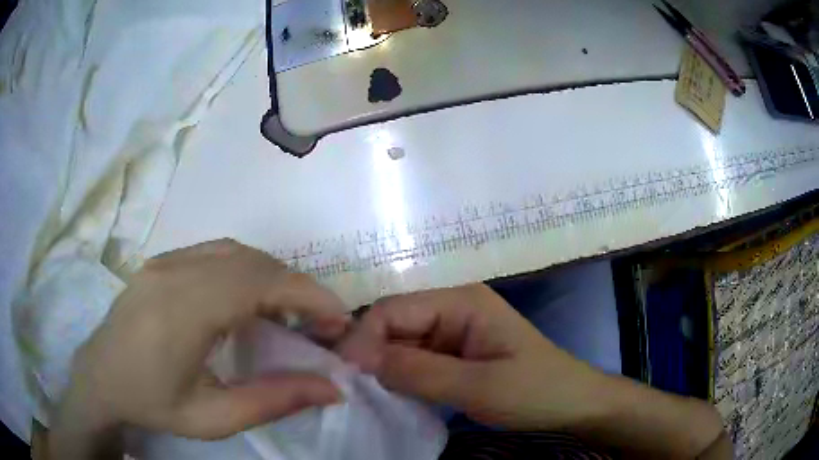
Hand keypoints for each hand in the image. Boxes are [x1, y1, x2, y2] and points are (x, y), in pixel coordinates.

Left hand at [50, 240, 348, 457]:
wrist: (100, 380)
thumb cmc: (153, 404)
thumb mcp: (214, 419)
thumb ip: (274, 401)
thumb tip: (332, 388)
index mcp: (182, 311)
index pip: (258, 283)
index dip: (307, 295)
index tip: (338, 319)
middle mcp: (174, 271)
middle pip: (251, 261)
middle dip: (296, 286)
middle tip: (319, 322)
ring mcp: (164, 260)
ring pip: (234, 251)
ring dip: (271, 275)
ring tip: (288, 311)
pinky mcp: (160, 261)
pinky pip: (213, 253)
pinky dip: (245, 269)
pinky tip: (246, 299)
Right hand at [338, 284, 602, 429]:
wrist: (571, 405)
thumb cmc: (535, 391)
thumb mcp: (479, 386)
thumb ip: (419, 372)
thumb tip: (360, 360)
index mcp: (460, 301)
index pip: (393, 309)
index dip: (363, 338)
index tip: (347, 376)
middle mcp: (452, 308)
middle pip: (393, 324)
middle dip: (369, 353)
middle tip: (351, 390)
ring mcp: (452, 332)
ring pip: (400, 343)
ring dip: (382, 367)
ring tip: (365, 395)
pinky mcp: (453, 354)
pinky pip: (414, 360)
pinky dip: (399, 377)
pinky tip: (391, 395)